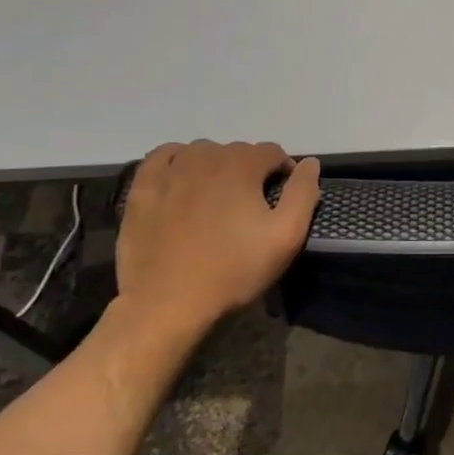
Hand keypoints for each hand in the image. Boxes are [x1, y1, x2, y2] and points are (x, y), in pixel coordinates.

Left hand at [114, 141, 320, 330]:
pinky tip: (182, 181)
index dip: (283, 173)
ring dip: (216, 167)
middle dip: (250, 171)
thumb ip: (303, 194)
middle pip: (238, 151)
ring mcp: (170, 170)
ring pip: (203, 153)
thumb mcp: (285, 237)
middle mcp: (206, 156)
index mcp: (242, 164)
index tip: (281, 199)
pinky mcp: (143, 187)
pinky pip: (163, 157)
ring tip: (217, 200)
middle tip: (249, 207)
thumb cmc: (233, 270)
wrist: (167, 303)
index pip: (272, 152)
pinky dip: (178, 161)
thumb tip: (310, 163)